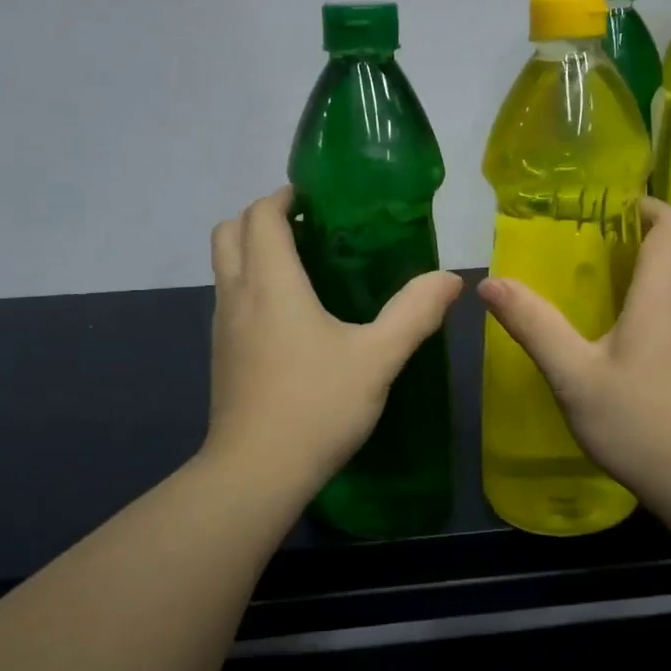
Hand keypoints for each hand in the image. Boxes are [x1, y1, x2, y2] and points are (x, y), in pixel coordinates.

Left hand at [205, 187, 463, 491]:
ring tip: (303, 267)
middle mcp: (237, 294)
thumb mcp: (378, 358)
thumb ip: (415, 313)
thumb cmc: (317, 405)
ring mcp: (222, 327)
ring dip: (252, 250)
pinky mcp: (221, 355)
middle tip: (307, 228)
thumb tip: (449, 278)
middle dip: (261, 217)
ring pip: (224, 266)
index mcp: (271, 282)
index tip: (314, 199)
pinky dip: (250, 284)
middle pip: (229, 231)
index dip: (282, 197)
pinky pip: (229, 298)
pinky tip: (290, 317)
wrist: (256, 473)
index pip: (260, 215)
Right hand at [478, 197, 670, 509]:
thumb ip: (533, 325)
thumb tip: (490, 283)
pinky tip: (615, 346)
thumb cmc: (639, 423)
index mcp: (663, 297)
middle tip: (580, 253)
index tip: (609, 205)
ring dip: (636, 283)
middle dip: (628, 245)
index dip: (646, 204)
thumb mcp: (573, 375)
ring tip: (589, 297)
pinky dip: (647, 313)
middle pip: (669, 256)